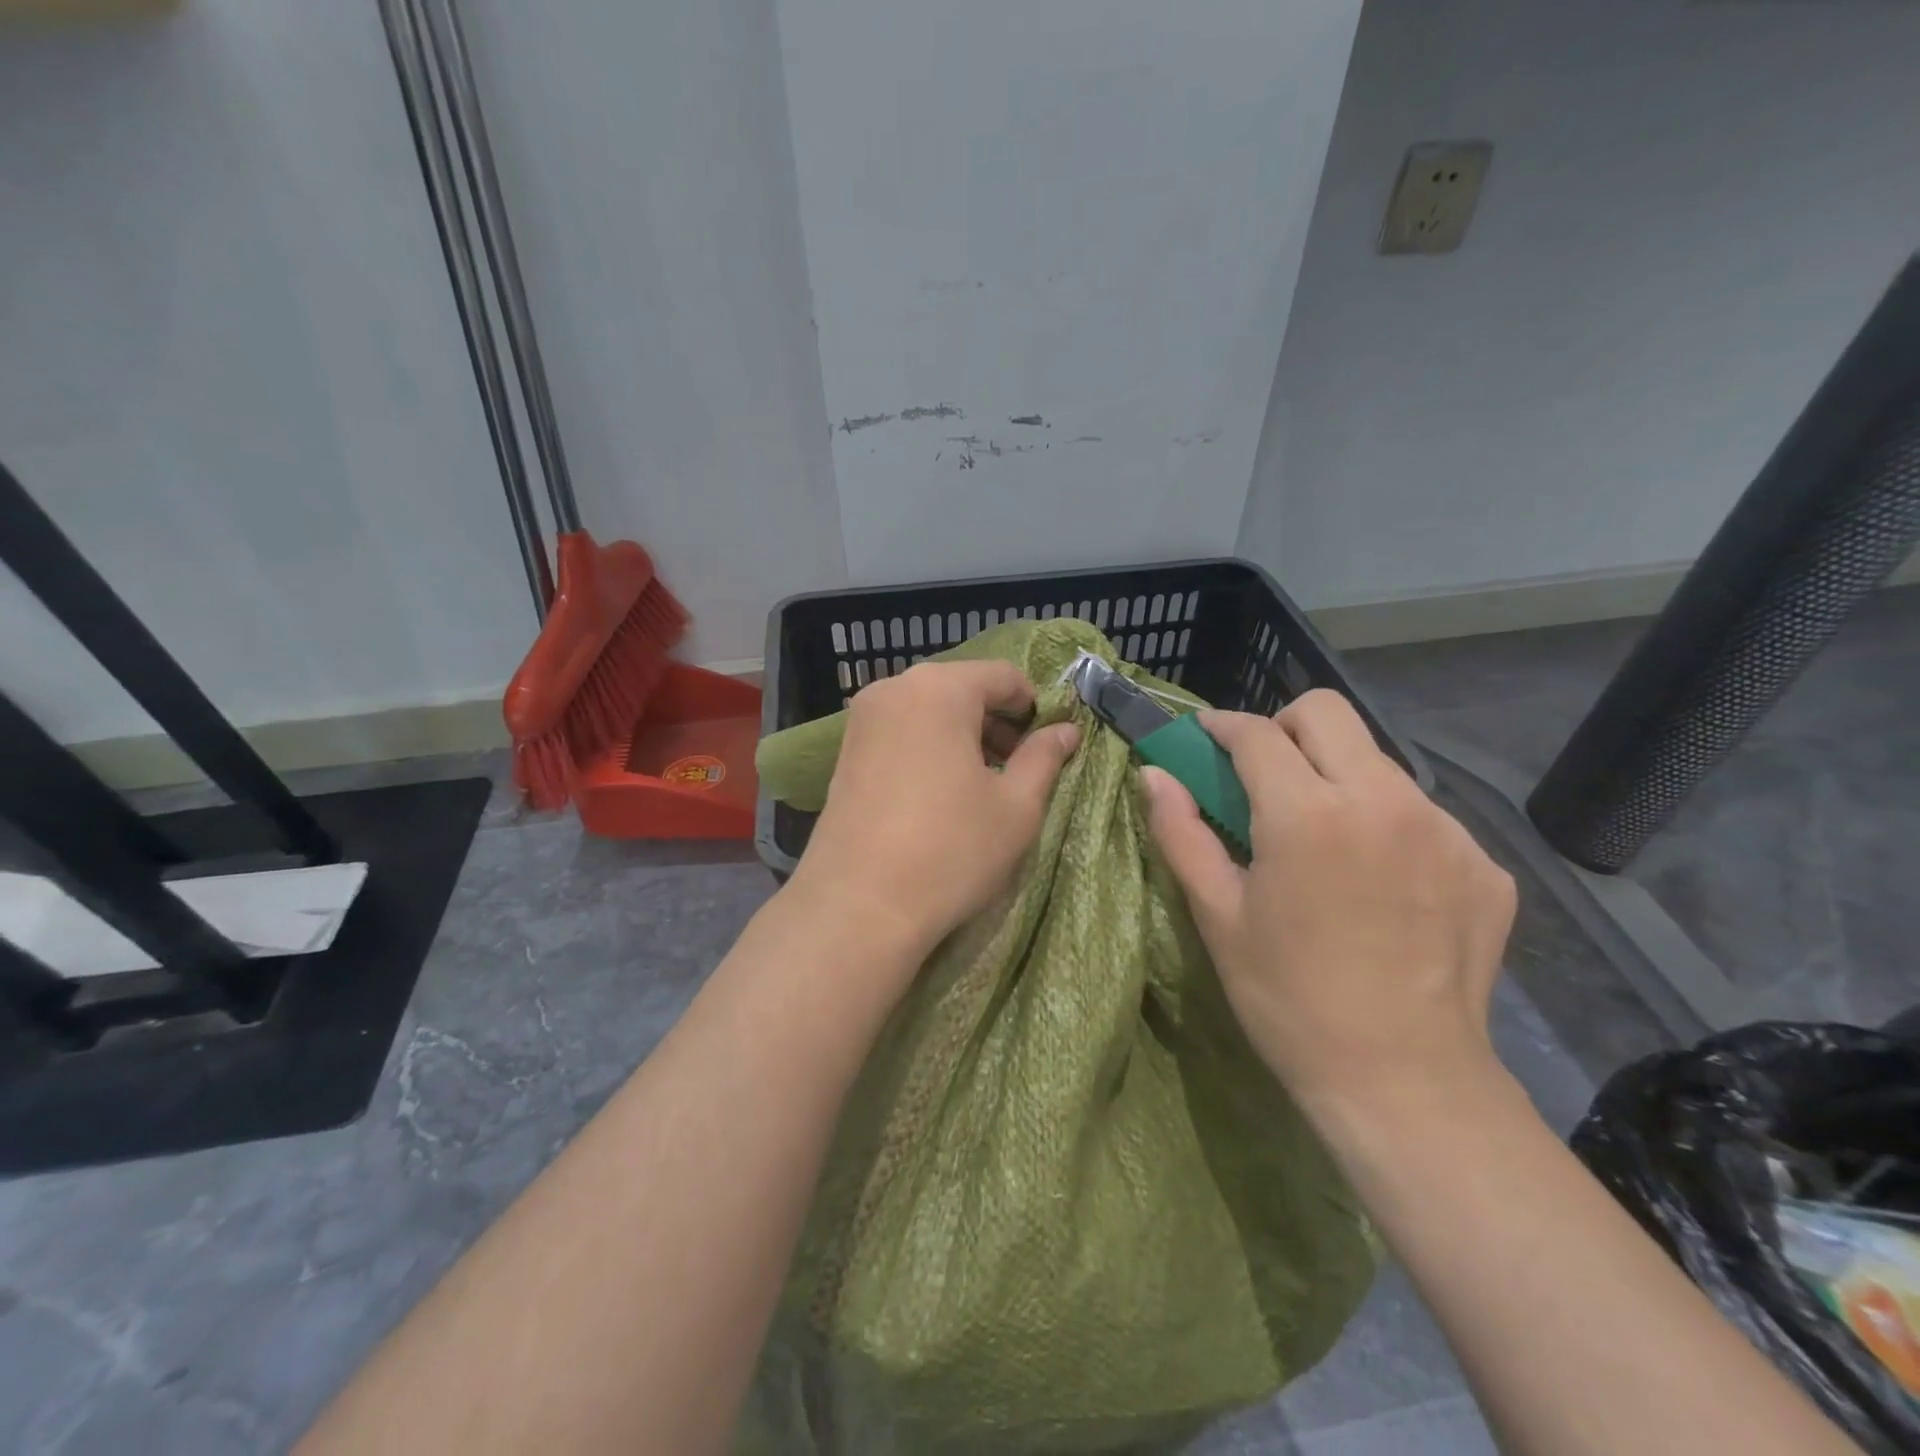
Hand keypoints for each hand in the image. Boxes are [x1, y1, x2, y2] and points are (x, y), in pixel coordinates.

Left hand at [789, 659, 1079, 960]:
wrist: (858, 906)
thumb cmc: (950, 850)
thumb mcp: (1016, 807)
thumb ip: (1044, 758)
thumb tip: (1067, 729)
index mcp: (940, 688)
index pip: (1004, 675)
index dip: (1034, 707)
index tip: (1047, 746)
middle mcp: (894, 689)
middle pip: (962, 689)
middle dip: (996, 722)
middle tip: (1017, 769)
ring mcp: (862, 719)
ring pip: (929, 711)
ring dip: (963, 736)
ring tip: (981, 785)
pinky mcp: (844, 751)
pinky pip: (901, 732)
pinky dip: (929, 748)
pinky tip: (940, 793)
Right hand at [1141, 690, 1515, 1106]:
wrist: (1406, 1083)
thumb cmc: (1289, 999)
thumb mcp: (1218, 916)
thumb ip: (1180, 832)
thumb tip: (1153, 775)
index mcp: (1307, 814)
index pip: (1258, 733)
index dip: (1222, 725)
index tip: (1206, 736)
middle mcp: (1383, 801)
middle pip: (1327, 713)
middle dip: (1284, 727)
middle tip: (1263, 774)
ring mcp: (1445, 829)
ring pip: (1378, 761)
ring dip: (1337, 777)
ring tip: (1323, 839)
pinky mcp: (1484, 863)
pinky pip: (1422, 814)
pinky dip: (1386, 825)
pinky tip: (1378, 883)